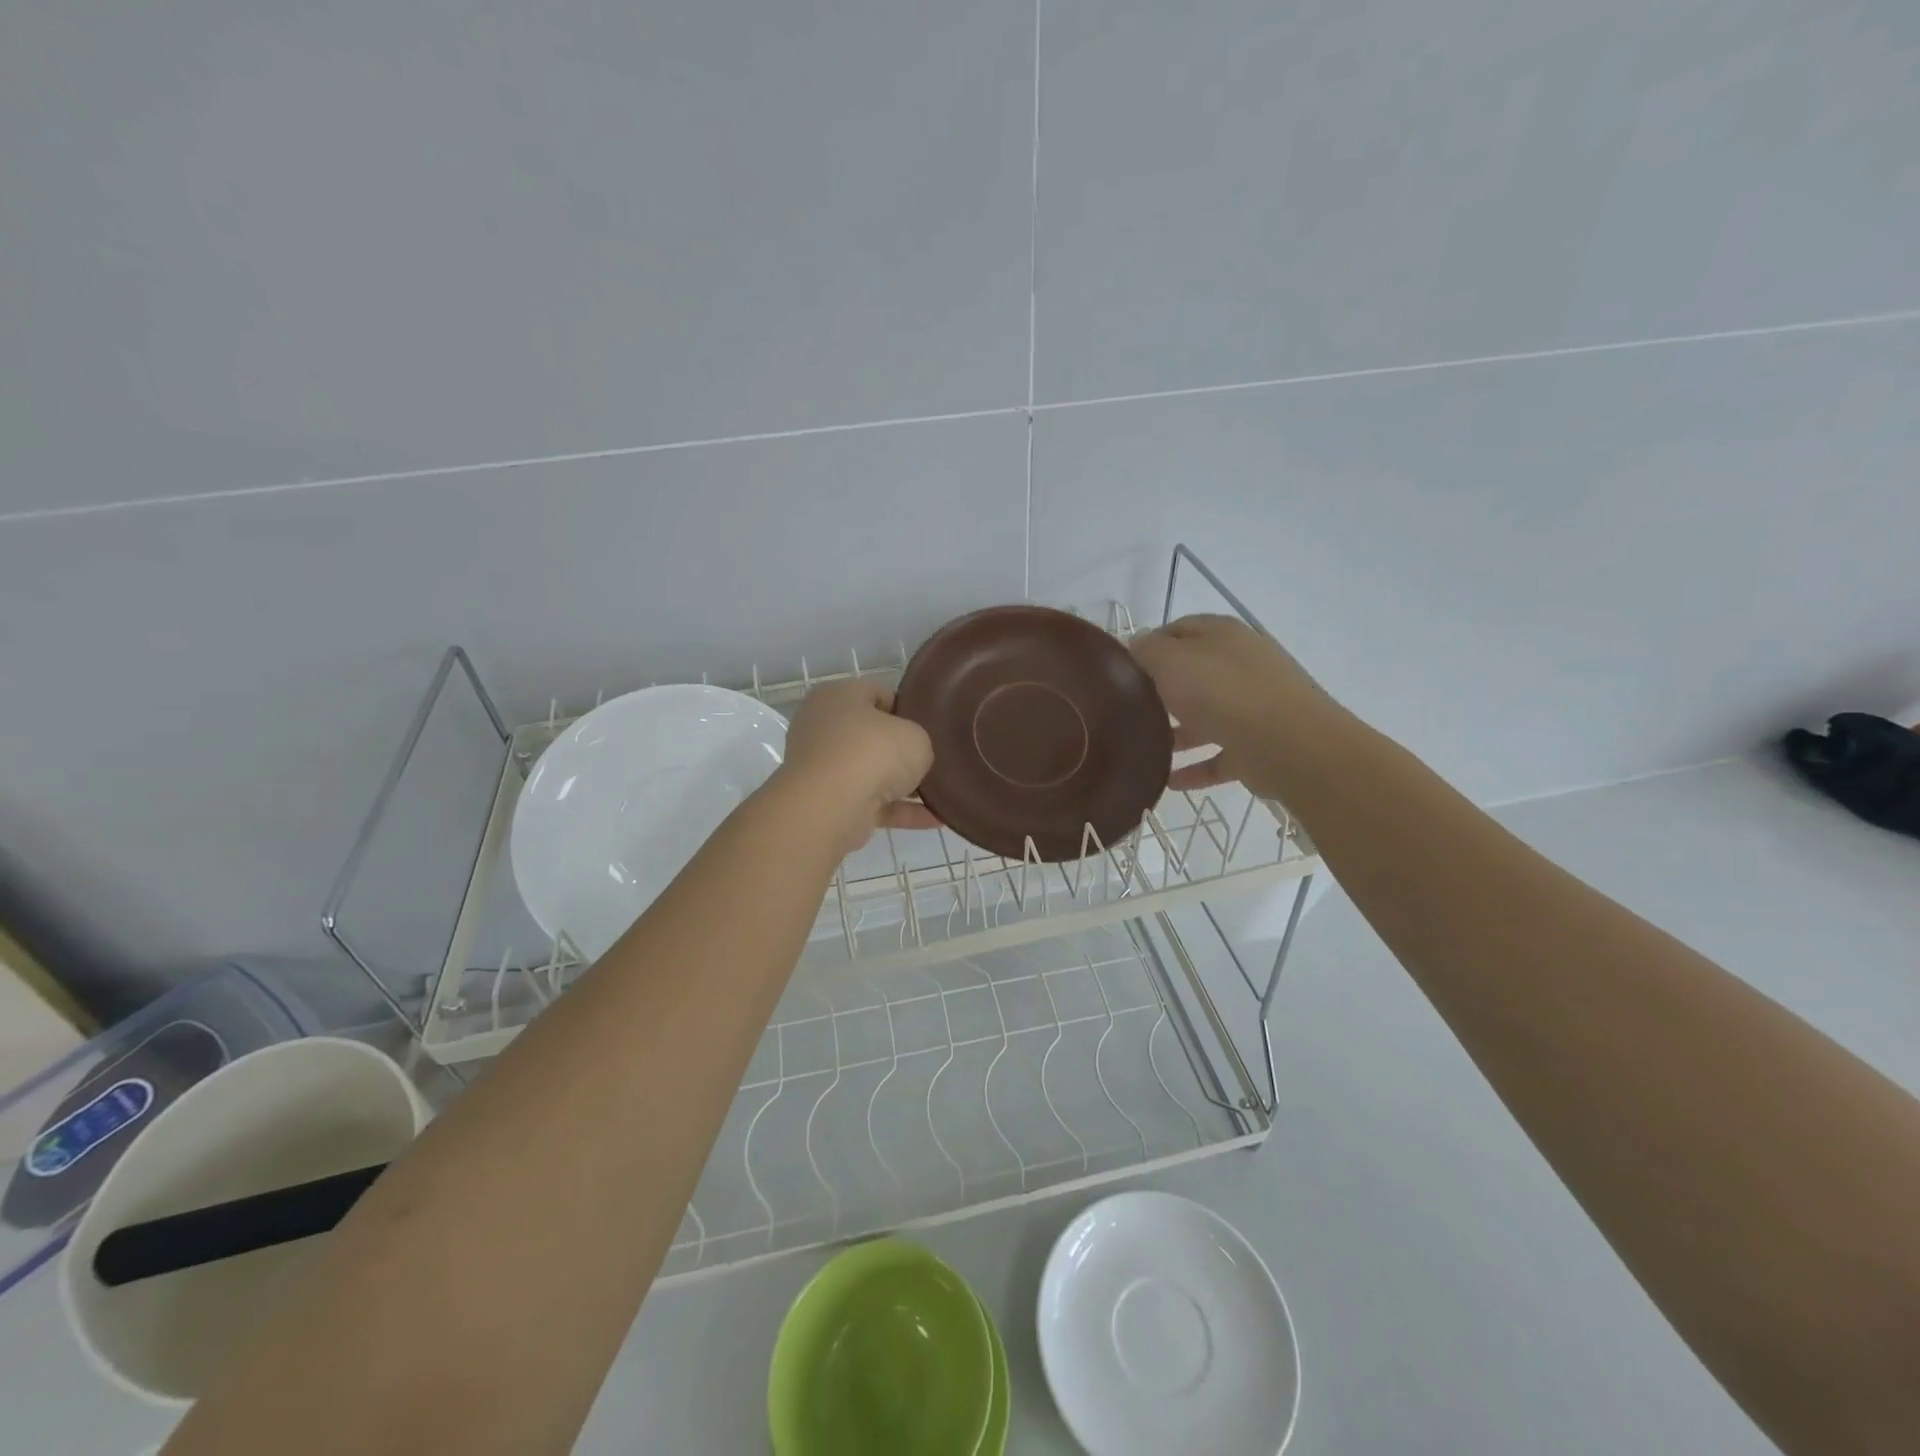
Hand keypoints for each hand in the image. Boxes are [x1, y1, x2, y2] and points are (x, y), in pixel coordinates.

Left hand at [774, 680, 938, 852]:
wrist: (831, 808)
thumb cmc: (872, 753)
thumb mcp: (916, 736)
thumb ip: (918, 741)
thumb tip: (914, 757)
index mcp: (837, 696)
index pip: (877, 694)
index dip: (908, 708)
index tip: (931, 726)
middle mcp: (823, 728)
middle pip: (872, 736)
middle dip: (903, 751)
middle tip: (934, 759)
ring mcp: (823, 768)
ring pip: (871, 773)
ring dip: (903, 785)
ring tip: (940, 793)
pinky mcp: (828, 803)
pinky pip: (872, 804)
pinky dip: (900, 811)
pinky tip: (935, 819)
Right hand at [1130, 614, 1334, 798]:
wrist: (1289, 746)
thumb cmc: (1223, 693)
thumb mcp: (1171, 661)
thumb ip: (1148, 651)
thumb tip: (1137, 646)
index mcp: (1223, 636)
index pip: (1179, 630)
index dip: (1149, 644)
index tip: (1122, 668)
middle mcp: (1241, 665)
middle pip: (1193, 674)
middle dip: (1161, 690)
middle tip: (1128, 709)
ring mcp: (1254, 707)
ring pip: (1206, 717)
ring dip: (1176, 732)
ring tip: (1143, 748)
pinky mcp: (1258, 746)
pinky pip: (1219, 756)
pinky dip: (1195, 767)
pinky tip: (1169, 781)